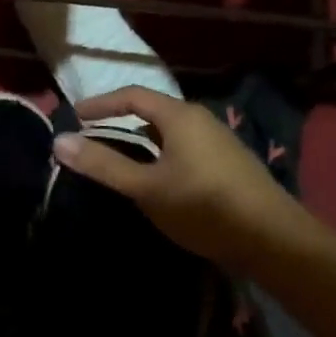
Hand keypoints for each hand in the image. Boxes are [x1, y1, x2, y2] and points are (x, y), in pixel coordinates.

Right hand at [52, 87, 297, 274]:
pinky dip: (160, 153)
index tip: (75, 115)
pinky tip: (158, 179)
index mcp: (179, 115)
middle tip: (92, 136)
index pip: (132, 95)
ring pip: (169, 132)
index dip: (100, 103)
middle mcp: (200, 119)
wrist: (276, 241)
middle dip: (119, 121)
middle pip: (151, 111)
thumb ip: (103, 165)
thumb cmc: (204, 206)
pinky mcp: (229, 164)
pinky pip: (184, 147)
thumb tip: (59, 141)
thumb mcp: (147, 188)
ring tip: (119, 159)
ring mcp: (219, 141)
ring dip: (141, 140)